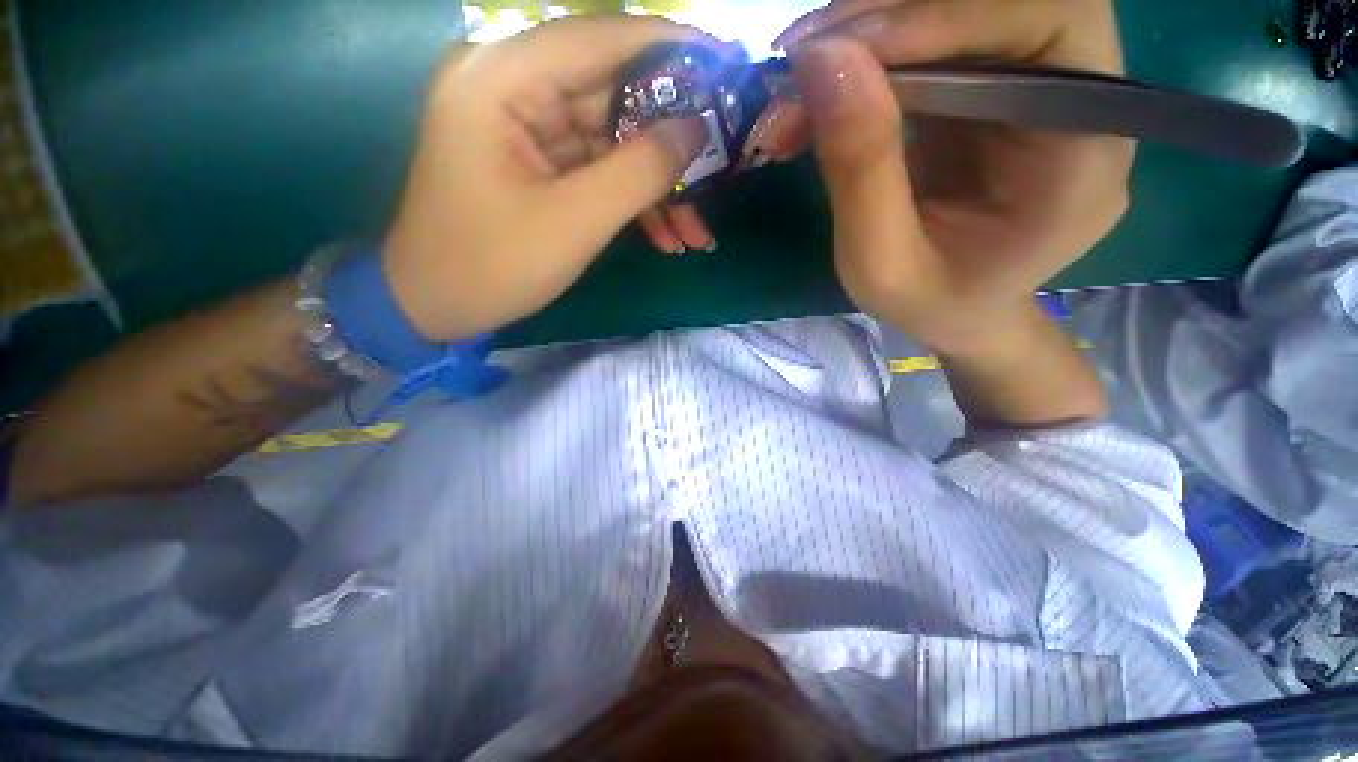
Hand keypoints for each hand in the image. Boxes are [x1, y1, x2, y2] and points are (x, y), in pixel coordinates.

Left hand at [383, 17, 717, 342]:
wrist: (437, 304)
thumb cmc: (493, 265)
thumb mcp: (575, 221)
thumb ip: (639, 170)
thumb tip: (697, 130)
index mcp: (501, 78)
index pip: (601, 37)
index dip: (671, 49)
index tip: (726, 66)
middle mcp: (511, 85)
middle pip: (614, 93)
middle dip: (671, 141)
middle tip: (722, 167)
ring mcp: (525, 126)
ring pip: (613, 140)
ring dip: (657, 186)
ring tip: (696, 230)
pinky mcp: (537, 162)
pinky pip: (598, 168)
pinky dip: (633, 200)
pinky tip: (666, 235)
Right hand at [775, 0, 1132, 353]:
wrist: (957, 312)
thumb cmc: (929, 303)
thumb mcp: (881, 263)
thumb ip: (861, 170)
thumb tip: (822, 60)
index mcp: (1084, 152)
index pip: (1049, 22)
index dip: (947, 15)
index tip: (840, 50)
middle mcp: (1077, 99)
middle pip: (1000, 1)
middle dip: (892, 19)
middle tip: (802, 60)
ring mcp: (1033, 86)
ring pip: (958, 14)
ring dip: (866, 40)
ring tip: (795, 93)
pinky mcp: (989, 88)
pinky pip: (930, 45)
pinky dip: (865, 63)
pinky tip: (817, 102)